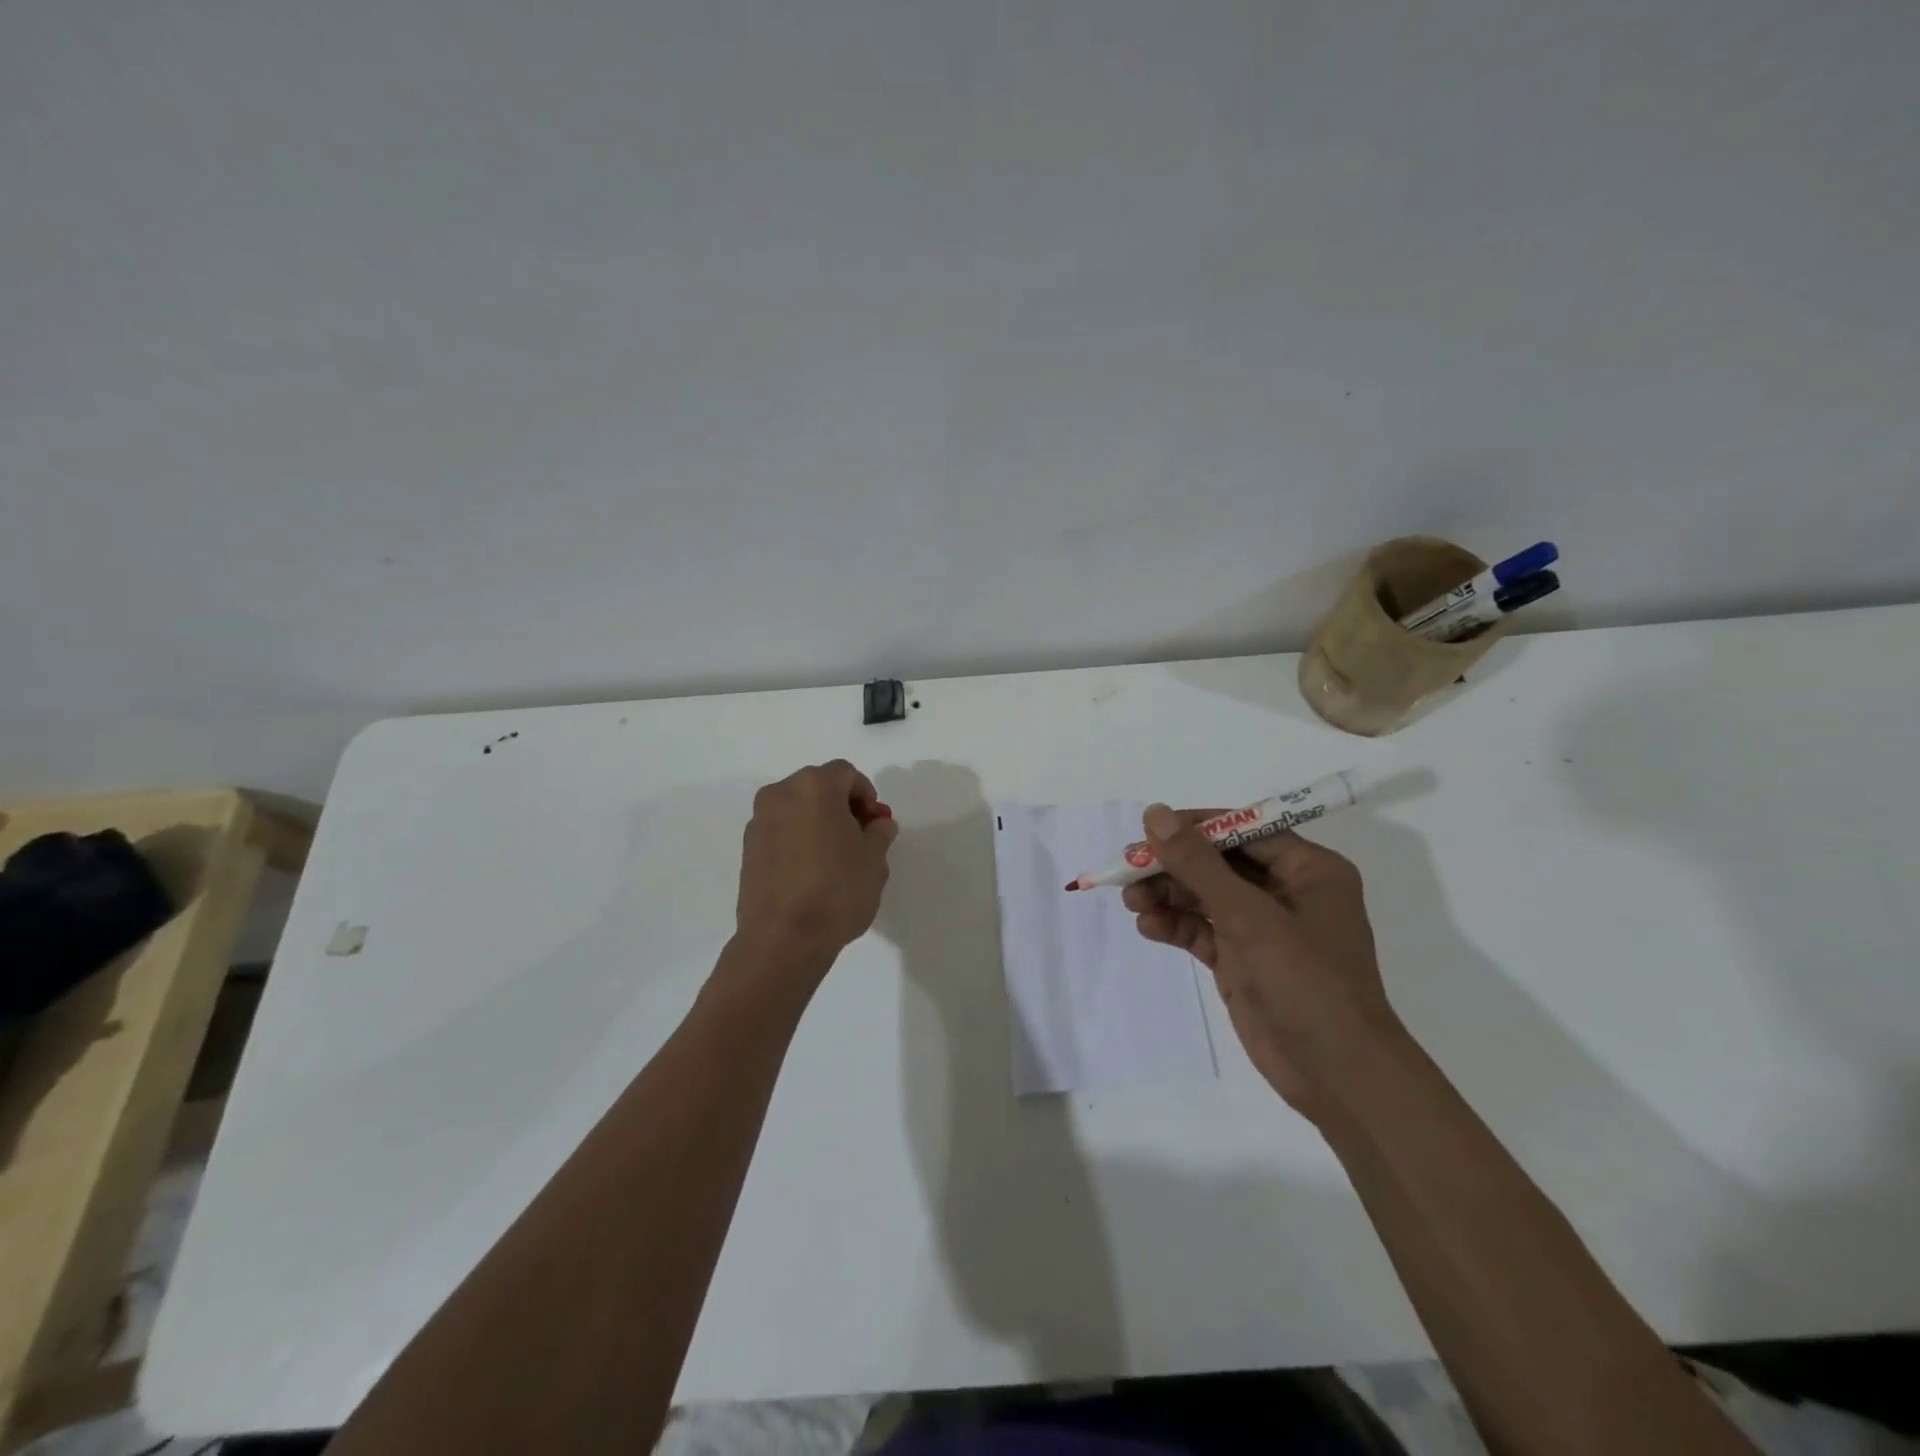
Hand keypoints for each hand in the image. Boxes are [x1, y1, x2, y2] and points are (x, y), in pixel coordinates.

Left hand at [734, 761, 898, 968]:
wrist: (784, 938)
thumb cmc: (837, 889)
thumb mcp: (875, 859)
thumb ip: (879, 832)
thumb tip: (877, 825)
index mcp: (813, 786)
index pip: (846, 774)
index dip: (866, 795)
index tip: (876, 825)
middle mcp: (780, 794)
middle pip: (818, 787)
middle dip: (842, 806)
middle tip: (860, 839)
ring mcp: (759, 822)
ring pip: (797, 809)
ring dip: (818, 823)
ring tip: (835, 859)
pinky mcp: (747, 850)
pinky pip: (781, 832)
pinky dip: (798, 840)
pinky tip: (812, 873)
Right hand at [1123, 804, 1399, 1116]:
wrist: (1337, 1076)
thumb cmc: (1305, 981)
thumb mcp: (1248, 915)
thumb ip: (1198, 864)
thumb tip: (1155, 812)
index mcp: (1308, 869)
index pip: (1244, 831)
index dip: (1195, 827)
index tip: (1149, 829)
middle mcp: (1287, 892)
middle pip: (1218, 864)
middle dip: (1173, 866)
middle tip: (1128, 869)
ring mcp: (1264, 929)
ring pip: (1205, 897)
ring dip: (1168, 896)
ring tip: (1131, 902)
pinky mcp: (1243, 961)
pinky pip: (1203, 931)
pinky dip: (1176, 926)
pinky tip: (1148, 927)